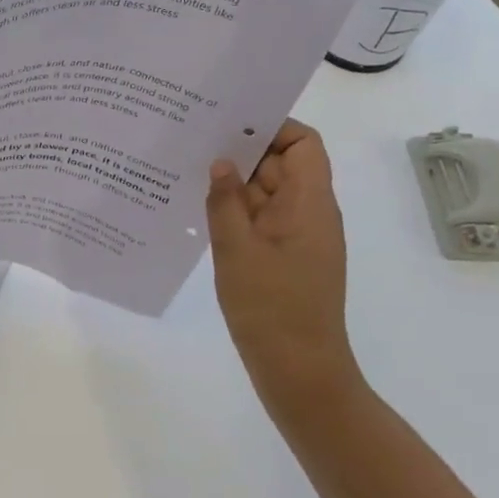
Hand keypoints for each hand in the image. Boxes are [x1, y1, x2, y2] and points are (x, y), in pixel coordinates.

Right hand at [206, 120, 365, 419]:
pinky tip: (200, 213)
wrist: (299, 371)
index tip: (229, 126)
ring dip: (234, 185)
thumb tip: (221, 161)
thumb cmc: (271, 308)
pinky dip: (236, 212)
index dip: (273, 128)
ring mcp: (298, 237)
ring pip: (267, 194)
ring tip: (188, 174)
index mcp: (310, 203)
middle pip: (281, 165)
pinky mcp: (285, 257)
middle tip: (193, 143)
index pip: (304, 144)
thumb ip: (225, 201)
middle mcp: (310, 213)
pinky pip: (261, 220)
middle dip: (241, 154)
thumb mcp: (237, 250)